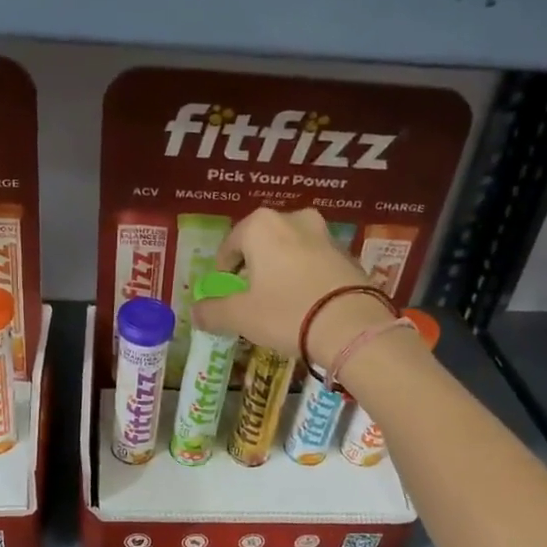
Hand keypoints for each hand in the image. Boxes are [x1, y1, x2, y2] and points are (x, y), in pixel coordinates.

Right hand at [191, 207, 392, 367]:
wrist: (351, 326)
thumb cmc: (286, 313)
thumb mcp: (241, 317)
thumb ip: (213, 311)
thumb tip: (195, 312)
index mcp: (261, 226)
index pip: (230, 244)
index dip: (223, 269)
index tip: (224, 291)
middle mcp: (294, 219)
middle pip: (263, 243)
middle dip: (254, 266)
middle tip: (250, 295)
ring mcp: (325, 234)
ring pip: (291, 250)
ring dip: (282, 270)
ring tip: (279, 301)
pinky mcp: (348, 254)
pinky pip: (316, 263)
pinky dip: (306, 277)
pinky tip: (306, 303)